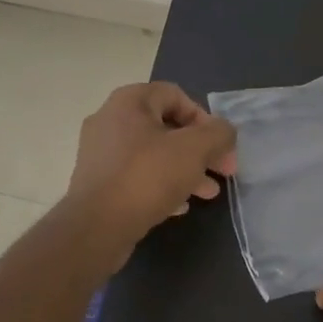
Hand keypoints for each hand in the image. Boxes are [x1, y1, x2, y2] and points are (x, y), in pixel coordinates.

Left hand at [65, 83, 236, 262]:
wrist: (97, 227)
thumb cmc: (147, 177)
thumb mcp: (194, 150)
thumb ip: (218, 134)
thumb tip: (225, 132)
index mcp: (129, 102)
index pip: (175, 95)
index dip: (205, 119)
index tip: (221, 147)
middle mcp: (110, 121)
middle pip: (166, 127)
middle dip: (199, 150)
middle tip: (222, 172)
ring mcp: (100, 153)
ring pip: (153, 155)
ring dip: (184, 170)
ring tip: (207, 193)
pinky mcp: (98, 183)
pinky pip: (137, 176)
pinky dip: (161, 185)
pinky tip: (178, 206)